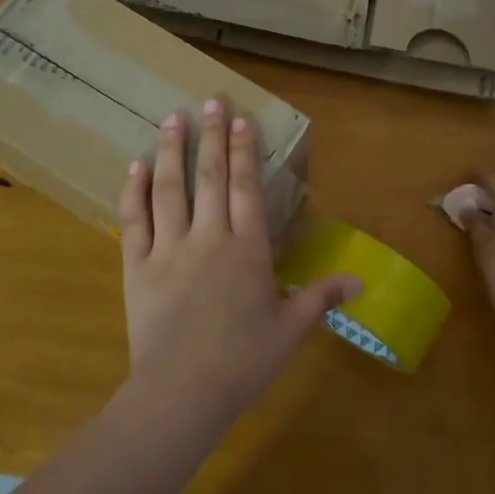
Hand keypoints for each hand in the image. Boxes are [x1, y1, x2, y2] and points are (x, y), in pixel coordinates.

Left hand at [119, 100, 359, 418]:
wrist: (182, 392)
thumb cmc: (243, 362)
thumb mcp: (291, 329)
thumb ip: (321, 297)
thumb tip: (360, 281)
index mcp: (248, 250)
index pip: (247, 188)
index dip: (244, 150)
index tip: (241, 119)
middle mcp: (209, 238)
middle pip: (211, 178)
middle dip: (211, 136)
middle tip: (210, 101)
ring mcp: (168, 249)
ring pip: (170, 189)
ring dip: (173, 150)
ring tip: (172, 118)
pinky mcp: (137, 267)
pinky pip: (134, 220)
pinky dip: (134, 191)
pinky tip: (136, 165)